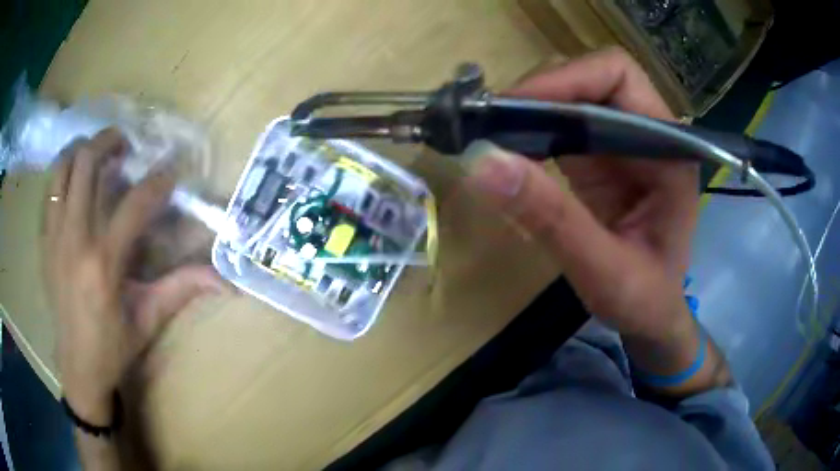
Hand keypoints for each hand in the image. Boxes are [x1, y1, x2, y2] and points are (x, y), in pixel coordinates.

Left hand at [42, 128, 225, 424]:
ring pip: (63, 167)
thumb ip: (182, 289)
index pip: (134, 204)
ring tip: (97, 152)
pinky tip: (76, 179)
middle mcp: (75, 241)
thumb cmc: (113, 346)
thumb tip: (226, 280)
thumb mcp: (149, 320)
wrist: (76, 366)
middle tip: (126, 144)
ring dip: (82, 150)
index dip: (158, 180)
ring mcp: (54, 237)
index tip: (171, 169)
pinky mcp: (44, 241)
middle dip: (110, 141)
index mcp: (104, 264)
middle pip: (87, 163)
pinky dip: (64, 172)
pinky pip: (50, 190)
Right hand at [464, 48, 698, 343]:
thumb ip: (552, 220)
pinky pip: (561, 123)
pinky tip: (509, 151)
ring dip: (530, 108)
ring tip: (493, 134)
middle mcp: (648, 134)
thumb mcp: (604, 271)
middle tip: (493, 123)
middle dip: (541, 91)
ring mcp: (622, 142)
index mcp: (668, 150)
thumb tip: (483, 162)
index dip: (567, 80)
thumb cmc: (644, 300)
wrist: (651, 317)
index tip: (515, 108)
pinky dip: (530, 129)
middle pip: (592, 77)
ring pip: (572, 95)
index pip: (619, 77)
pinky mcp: (600, 157)